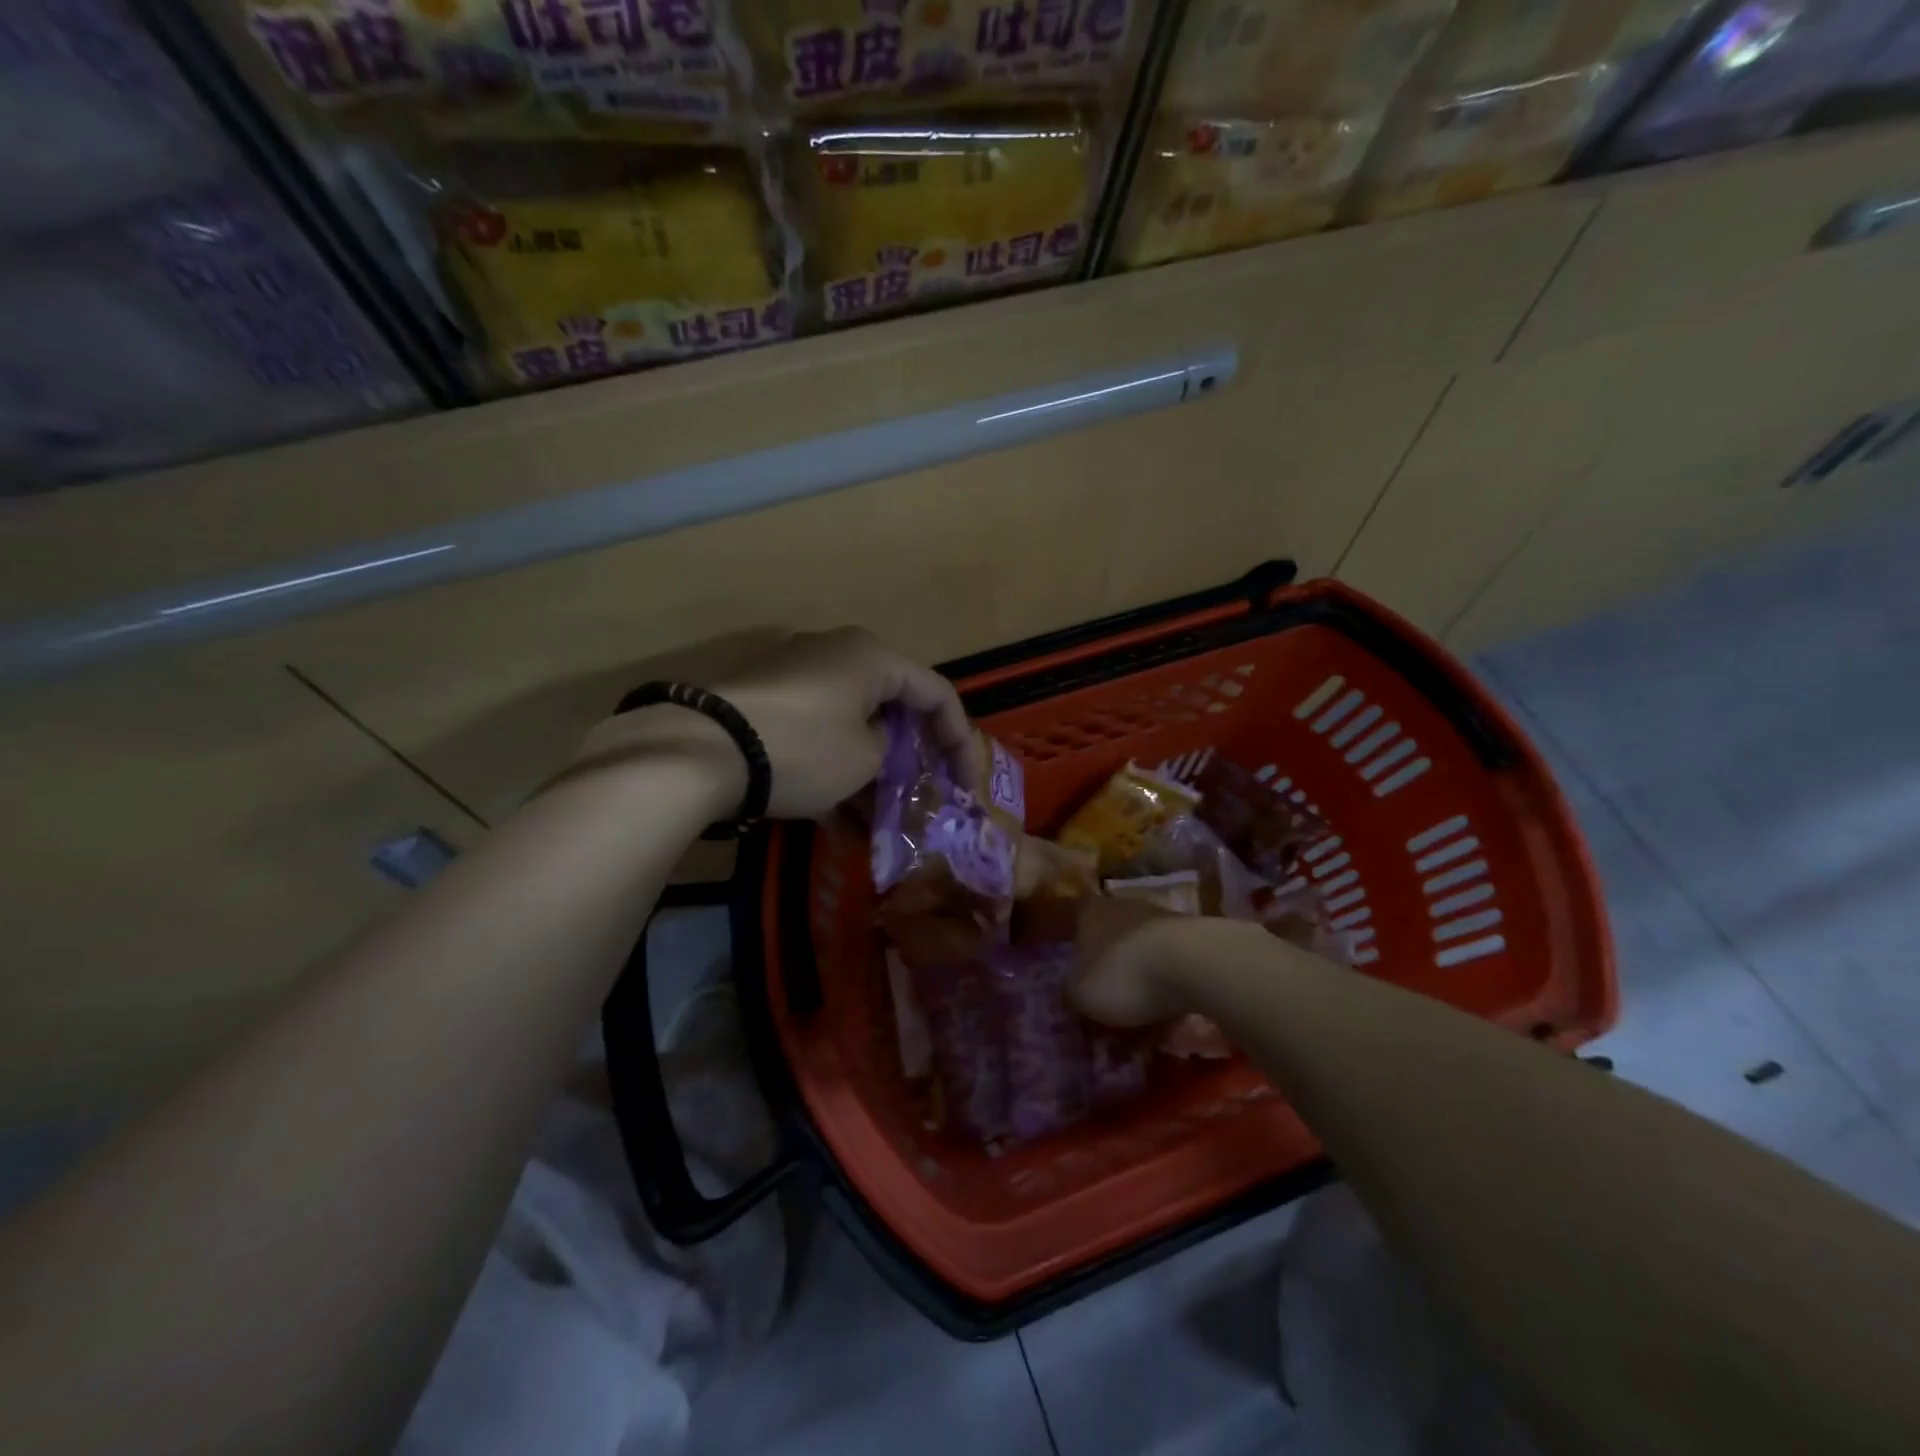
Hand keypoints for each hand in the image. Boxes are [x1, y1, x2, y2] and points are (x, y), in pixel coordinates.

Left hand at [577, 628, 974, 821]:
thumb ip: (889, 751)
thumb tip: (877, 749)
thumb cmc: (803, 747)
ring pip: (851, 728)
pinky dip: (832, 774)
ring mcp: (795, 679)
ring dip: (870, 776)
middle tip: (923, 799)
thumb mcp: (865, 758)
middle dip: (910, 760)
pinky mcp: (764, 706)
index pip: (937, 693)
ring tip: (879, 825)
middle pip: (892, 709)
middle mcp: (835, 656)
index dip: (959, 741)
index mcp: (871, 657)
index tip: (967, 786)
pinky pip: (815, 737)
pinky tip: (837, 825)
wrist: (701, 750)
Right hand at [1067, 897, 1194, 1027]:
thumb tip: (1071, 1000)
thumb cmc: (1122, 973)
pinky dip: (1164, 998)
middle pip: (1108, 950)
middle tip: (1105, 1023)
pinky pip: (1168, 975)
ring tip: (1139, 1036)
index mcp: (1090, 912)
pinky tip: (1166, 1027)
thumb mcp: (1080, 995)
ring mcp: (1160, 923)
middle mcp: (1123, 909)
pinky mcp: (1192, 943)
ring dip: (1138, 996)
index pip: (1073, 930)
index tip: (1075, 993)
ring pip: (1140, 964)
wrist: (1194, 964)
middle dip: (1107, 986)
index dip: (1072, 963)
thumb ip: (1069, 997)